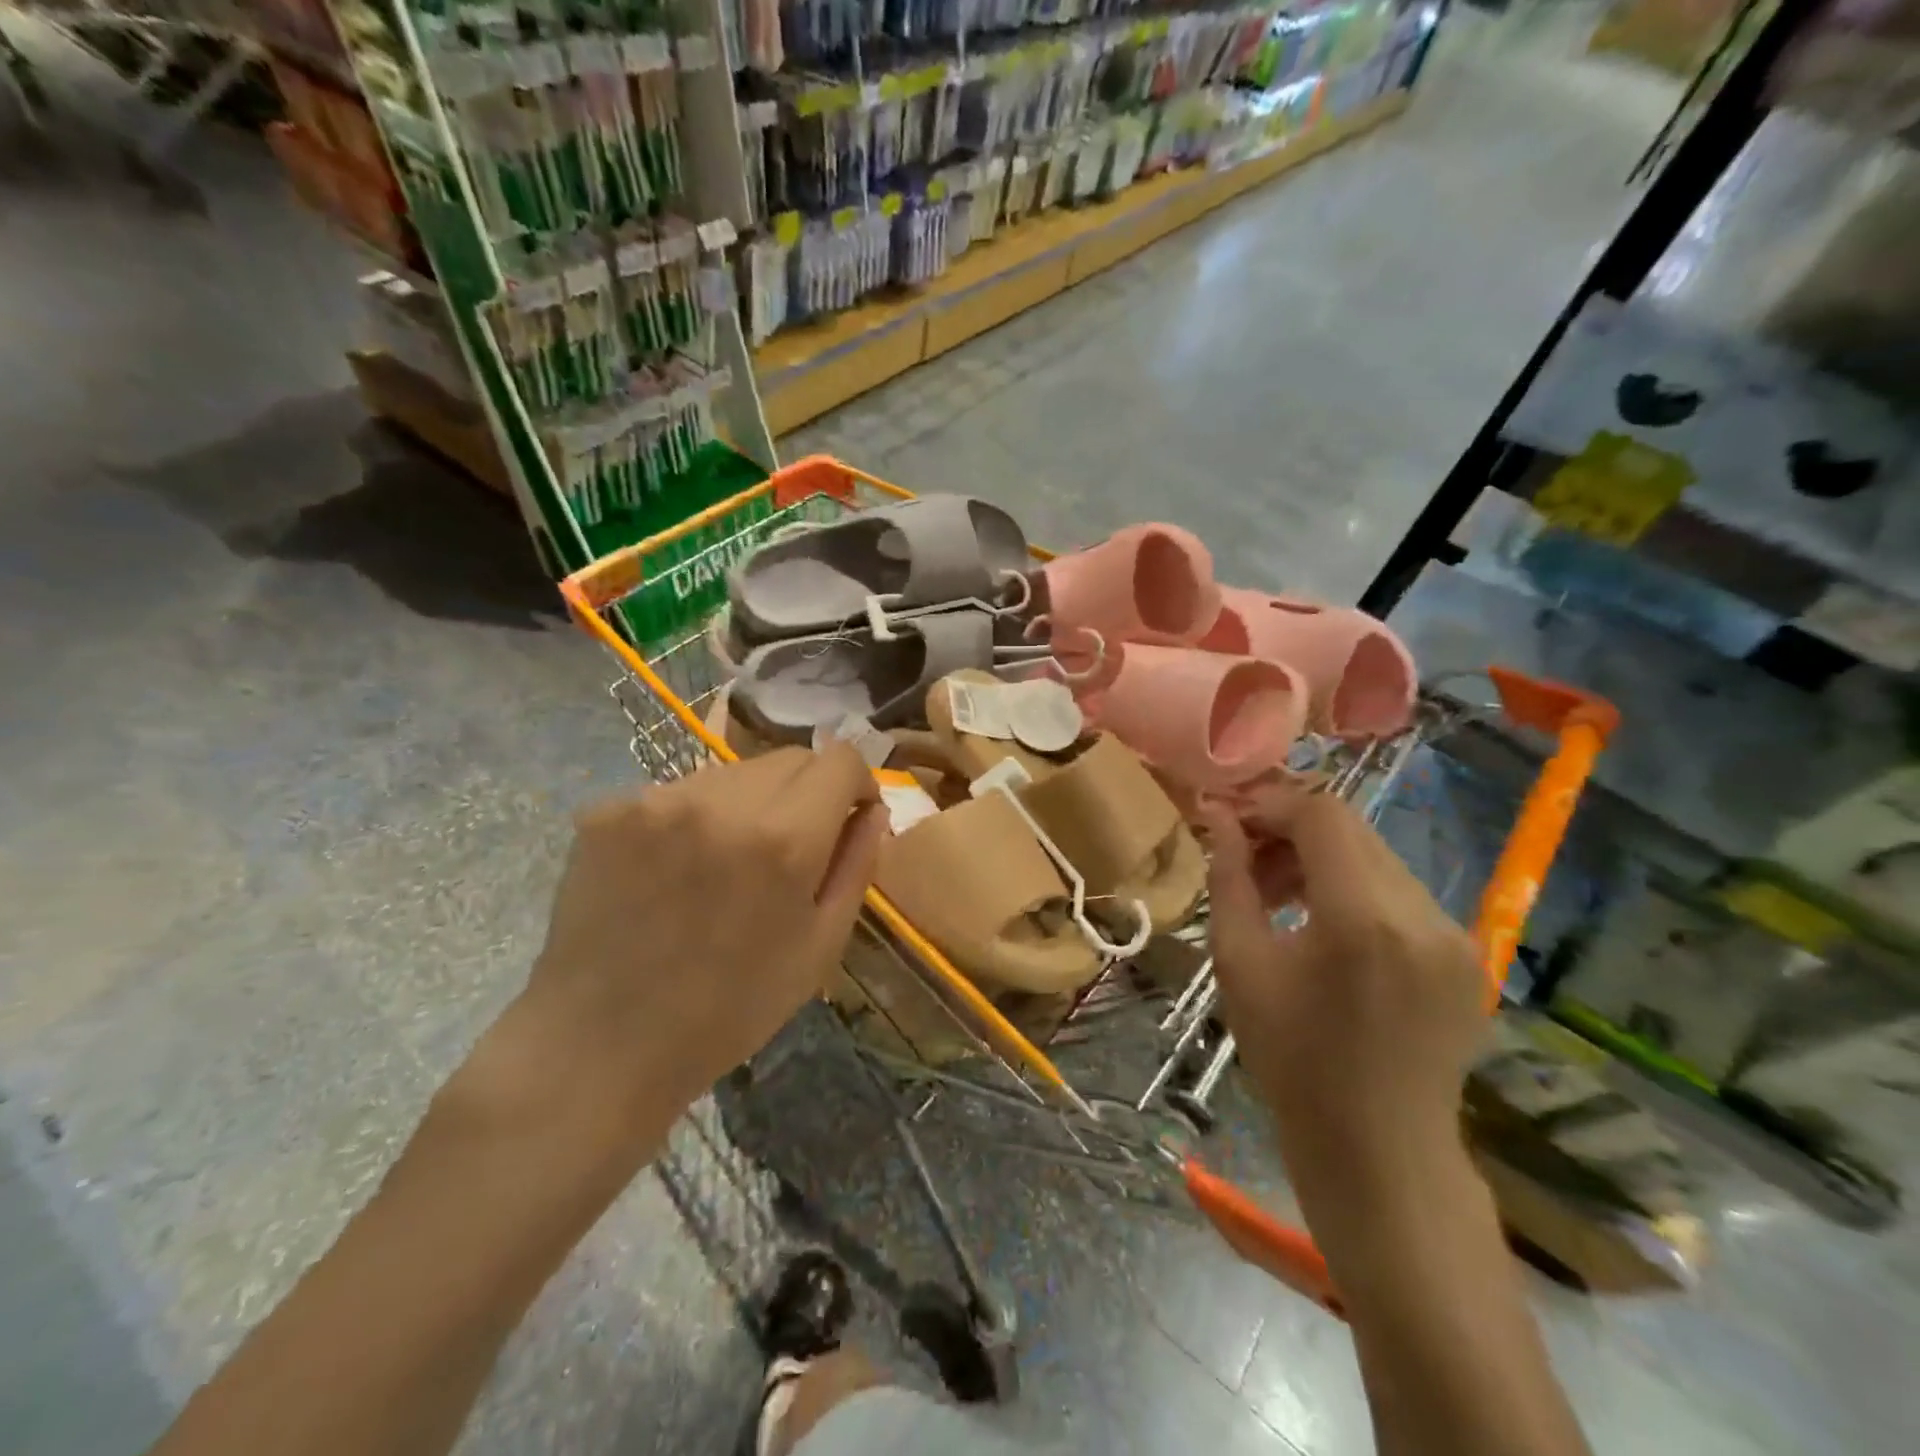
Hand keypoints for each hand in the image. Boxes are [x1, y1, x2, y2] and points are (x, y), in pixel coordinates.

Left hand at [470, 746, 885, 1154]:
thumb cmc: (730, 1009)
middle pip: (788, 758)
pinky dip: (693, 819)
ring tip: (725, 864)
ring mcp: (656, 800)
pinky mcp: (608, 810)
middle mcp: (721, 800)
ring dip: (747, 803)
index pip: (840, 759)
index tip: (846, 820)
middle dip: (805, 793)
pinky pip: (677, 793)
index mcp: (784, 837)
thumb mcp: (820, 948)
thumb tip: (873, 809)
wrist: (601, 1047)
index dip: (855, 784)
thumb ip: (857, 865)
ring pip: (732, 773)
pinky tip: (673, 872)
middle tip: (787, 850)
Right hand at [1202, 792, 1484, 1207]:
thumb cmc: (1292, 1061)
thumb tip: (1218, 816)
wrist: (1379, 1153)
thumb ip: (1229, 878)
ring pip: (1377, 858)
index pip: (1321, 815)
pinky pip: (1401, 894)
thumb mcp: (1240, 963)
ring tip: (1280, 897)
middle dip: (1291, 830)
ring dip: (1322, 860)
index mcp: (1362, 918)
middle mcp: (1422, 914)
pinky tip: (1325, 927)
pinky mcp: (1468, 955)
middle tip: (1247, 861)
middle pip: (1352, 829)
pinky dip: (1355, 890)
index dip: (1270, 805)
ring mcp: (1456, 935)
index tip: (1230, 823)